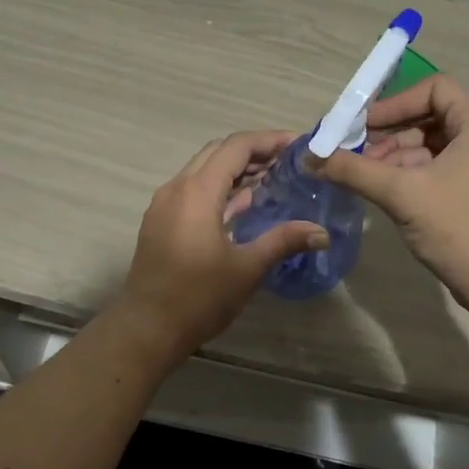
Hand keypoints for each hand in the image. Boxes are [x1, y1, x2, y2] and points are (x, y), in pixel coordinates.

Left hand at [114, 131, 327, 362]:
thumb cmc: (198, 297)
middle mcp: (177, 188)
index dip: (269, 140)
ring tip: (273, 178)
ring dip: (236, 169)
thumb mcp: (247, 268)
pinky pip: (193, 189)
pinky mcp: (161, 221)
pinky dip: (220, 187)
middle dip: (254, 151)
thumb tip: (322, 232)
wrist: (146, 328)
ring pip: (203, 169)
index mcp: (197, 191)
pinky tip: (243, 204)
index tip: (299, 145)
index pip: (236, 147)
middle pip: (218, 152)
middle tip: (289, 161)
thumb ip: (284, 241)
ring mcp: (165, 204)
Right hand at [315, 75, 468, 305]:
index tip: (364, 126)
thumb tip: (310, 157)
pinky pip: (439, 169)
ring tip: (365, 177)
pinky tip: (384, 192)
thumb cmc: (459, 228)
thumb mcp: (402, 194)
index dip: (396, 103)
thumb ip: (354, 170)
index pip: (434, 88)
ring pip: (431, 147)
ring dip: (395, 157)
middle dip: (390, 134)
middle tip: (356, 155)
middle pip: (430, 117)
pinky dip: (410, 175)